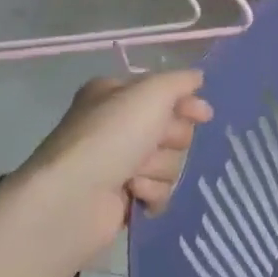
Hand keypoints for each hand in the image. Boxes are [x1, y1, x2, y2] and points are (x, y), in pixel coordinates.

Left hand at [15, 70, 212, 267]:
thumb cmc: (111, 136)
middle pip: (174, 129)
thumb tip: (197, 78)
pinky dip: (151, 193)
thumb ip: (180, 81)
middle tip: (154, 143)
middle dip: (170, 139)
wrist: (73, 198)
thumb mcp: (151, 92)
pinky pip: (160, 191)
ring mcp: (120, 163)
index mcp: (117, 95)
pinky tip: (134, 194)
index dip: (187, 104)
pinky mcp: (124, 197)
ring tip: (134, 175)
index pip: (167, 93)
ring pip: (170, 162)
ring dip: (158, 168)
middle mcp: (118, 126)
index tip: (203, 114)